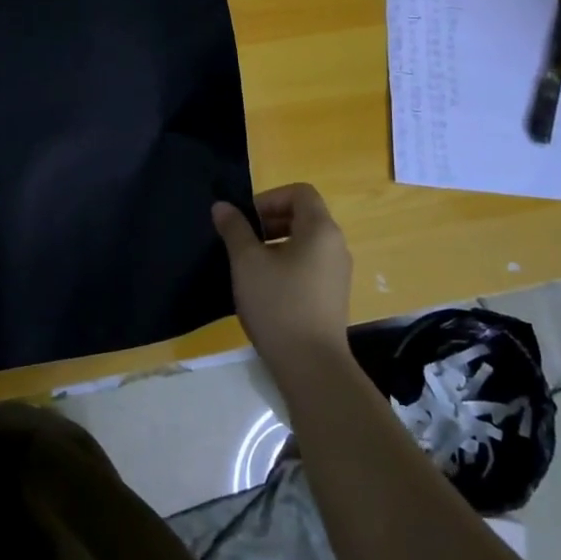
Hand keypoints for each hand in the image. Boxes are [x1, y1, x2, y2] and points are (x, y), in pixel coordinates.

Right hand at [212, 183, 352, 372]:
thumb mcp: (247, 262)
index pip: (300, 192)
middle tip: (243, 241)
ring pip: (306, 241)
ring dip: (277, 243)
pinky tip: (266, 288)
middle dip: (270, 220)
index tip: (246, 220)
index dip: (270, 198)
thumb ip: (234, 229)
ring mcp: (338, 272)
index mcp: (321, 229)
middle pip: (304, 215)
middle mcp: (336, 245)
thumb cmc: (278, 305)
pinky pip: (310, 264)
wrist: (312, 367)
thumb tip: (222, 206)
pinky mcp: (334, 295)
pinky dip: (288, 264)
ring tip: (250, 266)